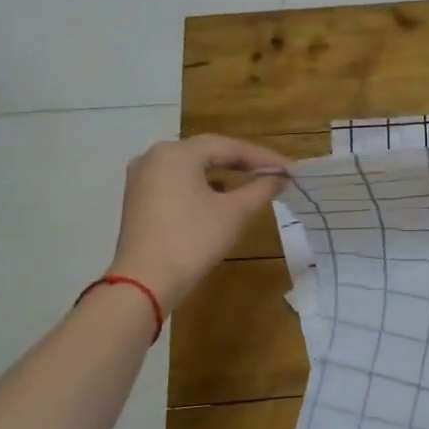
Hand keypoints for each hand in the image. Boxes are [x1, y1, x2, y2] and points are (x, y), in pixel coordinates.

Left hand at [109, 136, 289, 306]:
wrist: (145, 282)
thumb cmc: (193, 239)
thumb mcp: (234, 212)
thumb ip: (261, 188)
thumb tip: (282, 177)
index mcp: (177, 153)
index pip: (229, 146)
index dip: (263, 157)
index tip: (290, 168)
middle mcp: (155, 156)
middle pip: (208, 152)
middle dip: (243, 162)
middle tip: (274, 171)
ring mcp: (142, 177)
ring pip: (192, 167)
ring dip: (223, 172)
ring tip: (252, 180)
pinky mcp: (138, 198)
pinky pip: (177, 181)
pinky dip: (202, 185)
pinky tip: (220, 195)